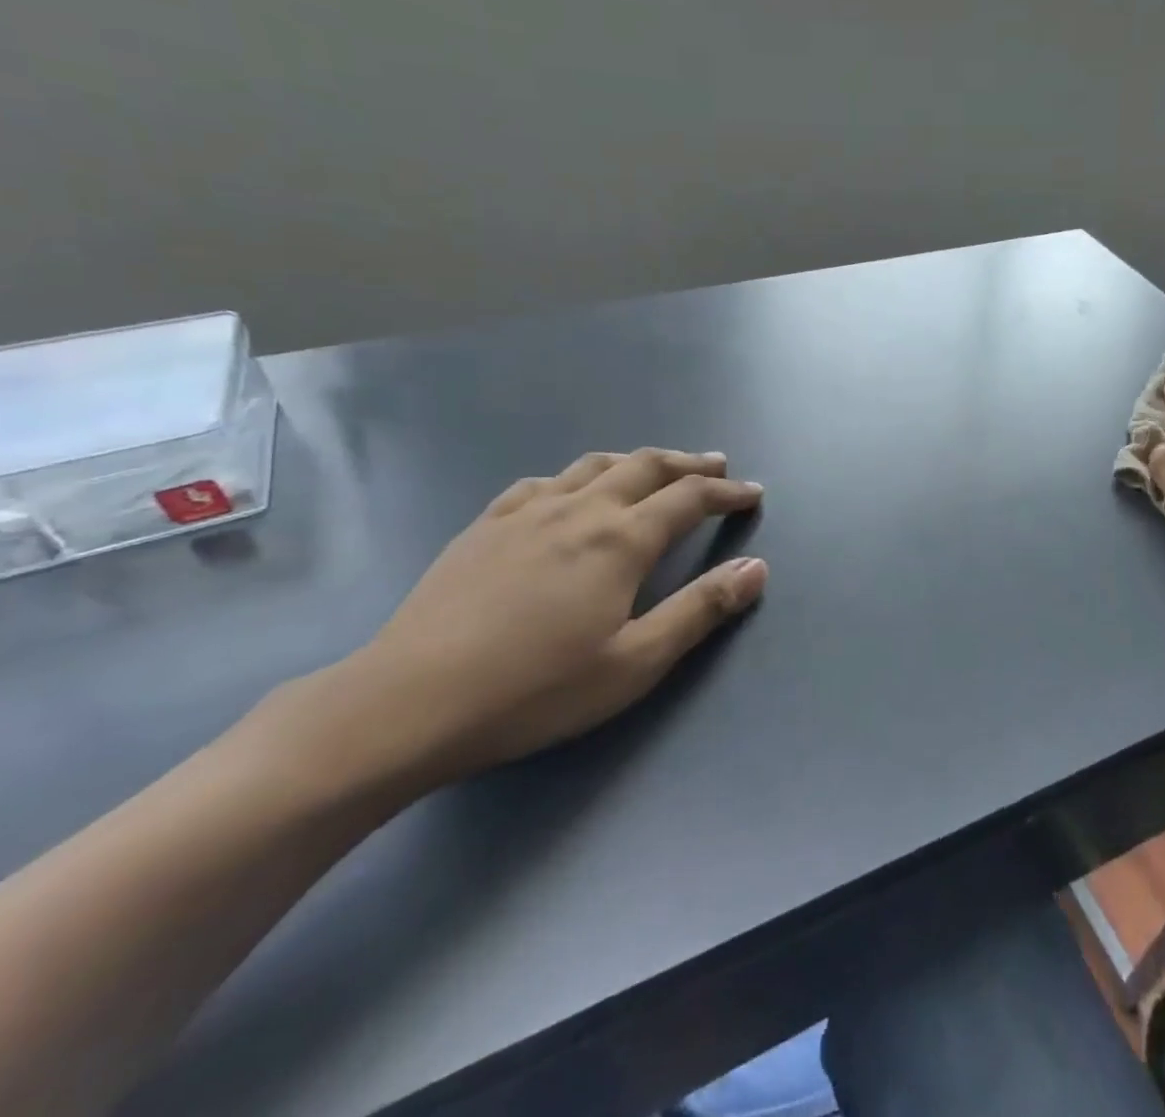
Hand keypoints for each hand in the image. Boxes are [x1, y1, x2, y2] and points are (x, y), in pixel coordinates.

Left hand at [322, 449, 765, 791]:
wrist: (408, 702)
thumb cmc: (535, 690)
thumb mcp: (634, 663)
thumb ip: (700, 610)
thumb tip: (756, 567)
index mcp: (620, 540)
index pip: (689, 499)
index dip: (726, 492)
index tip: (753, 492)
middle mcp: (580, 510)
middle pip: (646, 467)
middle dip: (689, 464)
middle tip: (717, 464)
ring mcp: (527, 512)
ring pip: (595, 466)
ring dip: (637, 461)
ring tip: (656, 468)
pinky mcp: (485, 525)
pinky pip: (543, 482)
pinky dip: (577, 477)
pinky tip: (572, 491)